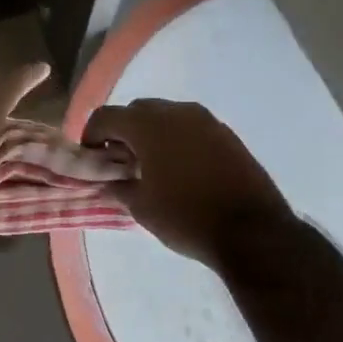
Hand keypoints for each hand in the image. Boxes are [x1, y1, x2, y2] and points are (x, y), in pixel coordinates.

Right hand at [83, 99, 293, 266]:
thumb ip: (118, 187)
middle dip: (122, 131)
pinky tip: (179, 169)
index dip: (91, 135)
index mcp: (149, 125)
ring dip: (151, 134)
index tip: (91, 157)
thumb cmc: (186, 217)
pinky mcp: (226, 134)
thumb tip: (110, 180)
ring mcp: (206, 121)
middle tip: (119, 161)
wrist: (252, 231)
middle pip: (137, 111)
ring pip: (166, 116)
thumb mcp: (141, 207)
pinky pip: (190, 128)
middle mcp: (177, 112)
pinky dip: (176, 140)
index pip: (106, 116)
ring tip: (150, 165)